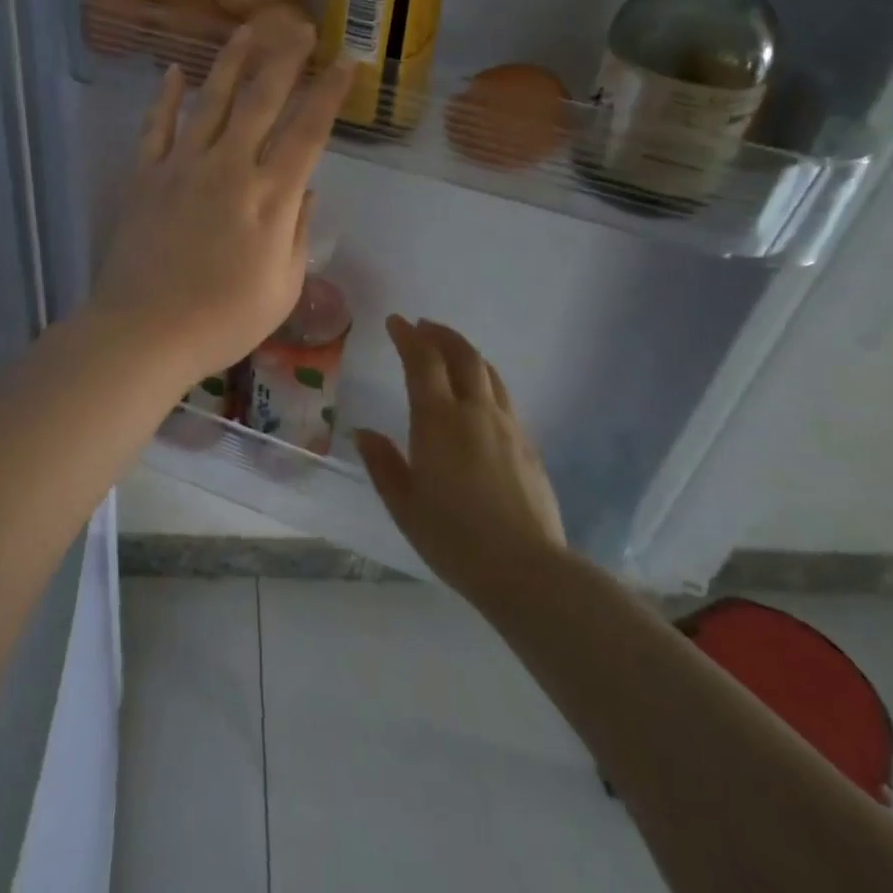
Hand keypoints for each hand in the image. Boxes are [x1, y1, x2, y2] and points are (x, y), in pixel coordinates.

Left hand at [88, 20, 351, 389]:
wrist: (143, 333)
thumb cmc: (222, 322)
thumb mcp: (282, 289)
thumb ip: (298, 233)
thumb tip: (305, 190)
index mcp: (269, 197)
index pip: (308, 131)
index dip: (329, 93)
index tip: (346, 62)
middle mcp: (229, 168)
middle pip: (262, 99)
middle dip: (285, 58)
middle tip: (301, 26)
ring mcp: (182, 166)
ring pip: (211, 99)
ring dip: (232, 60)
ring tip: (249, 28)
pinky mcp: (145, 175)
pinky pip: (156, 126)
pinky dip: (165, 96)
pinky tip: (174, 71)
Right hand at [356, 318, 567, 608]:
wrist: (528, 570)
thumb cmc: (455, 539)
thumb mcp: (405, 506)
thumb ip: (383, 464)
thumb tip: (364, 433)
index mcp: (439, 420)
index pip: (423, 361)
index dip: (408, 336)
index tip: (396, 322)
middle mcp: (475, 411)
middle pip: (462, 355)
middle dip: (440, 334)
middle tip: (423, 327)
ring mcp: (507, 425)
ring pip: (487, 371)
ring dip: (465, 352)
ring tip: (450, 351)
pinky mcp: (528, 444)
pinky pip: (502, 395)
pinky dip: (484, 379)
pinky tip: (478, 395)